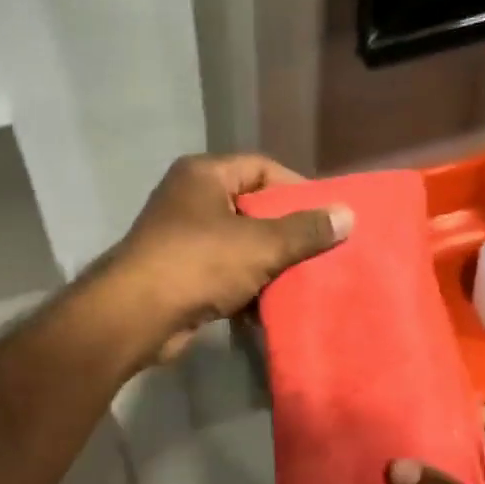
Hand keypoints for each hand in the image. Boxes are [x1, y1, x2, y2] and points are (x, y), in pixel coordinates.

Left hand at [106, 154, 351, 362]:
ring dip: (267, 265)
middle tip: (320, 251)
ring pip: (238, 245)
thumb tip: (348, 215)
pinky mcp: (177, 274)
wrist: (136, 315)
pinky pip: (222, 273)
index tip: (326, 215)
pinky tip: (269, 308)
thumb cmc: (198, 263)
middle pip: (250, 208)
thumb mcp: (260, 244)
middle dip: (285, 232)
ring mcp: (180, 238)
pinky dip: (244, 288)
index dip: (296, 188)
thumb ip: (305, 230)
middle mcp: (188, 199)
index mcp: (203, 175)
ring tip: (302, 282)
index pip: (261, 168)